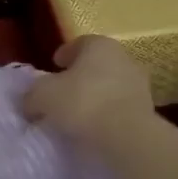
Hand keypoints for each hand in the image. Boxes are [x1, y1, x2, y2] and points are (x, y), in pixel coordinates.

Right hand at [21, 36, 156, 148]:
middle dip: (80, 75)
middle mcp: (123, 57)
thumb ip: (32, 95)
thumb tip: (29, 103)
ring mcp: (139, 83)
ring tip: (78, 113)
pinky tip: (94, 126)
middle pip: (96, 64)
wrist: (127, 135)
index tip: (54, 66)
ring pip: (110, 84)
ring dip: (96, 94)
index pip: (79, 43)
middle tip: (63, 91)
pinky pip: (120, 106)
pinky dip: (108, 112)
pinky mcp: (148, 109)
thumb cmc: (82, 102)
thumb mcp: (42, 96)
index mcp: (99, 44)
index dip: (64, 55)